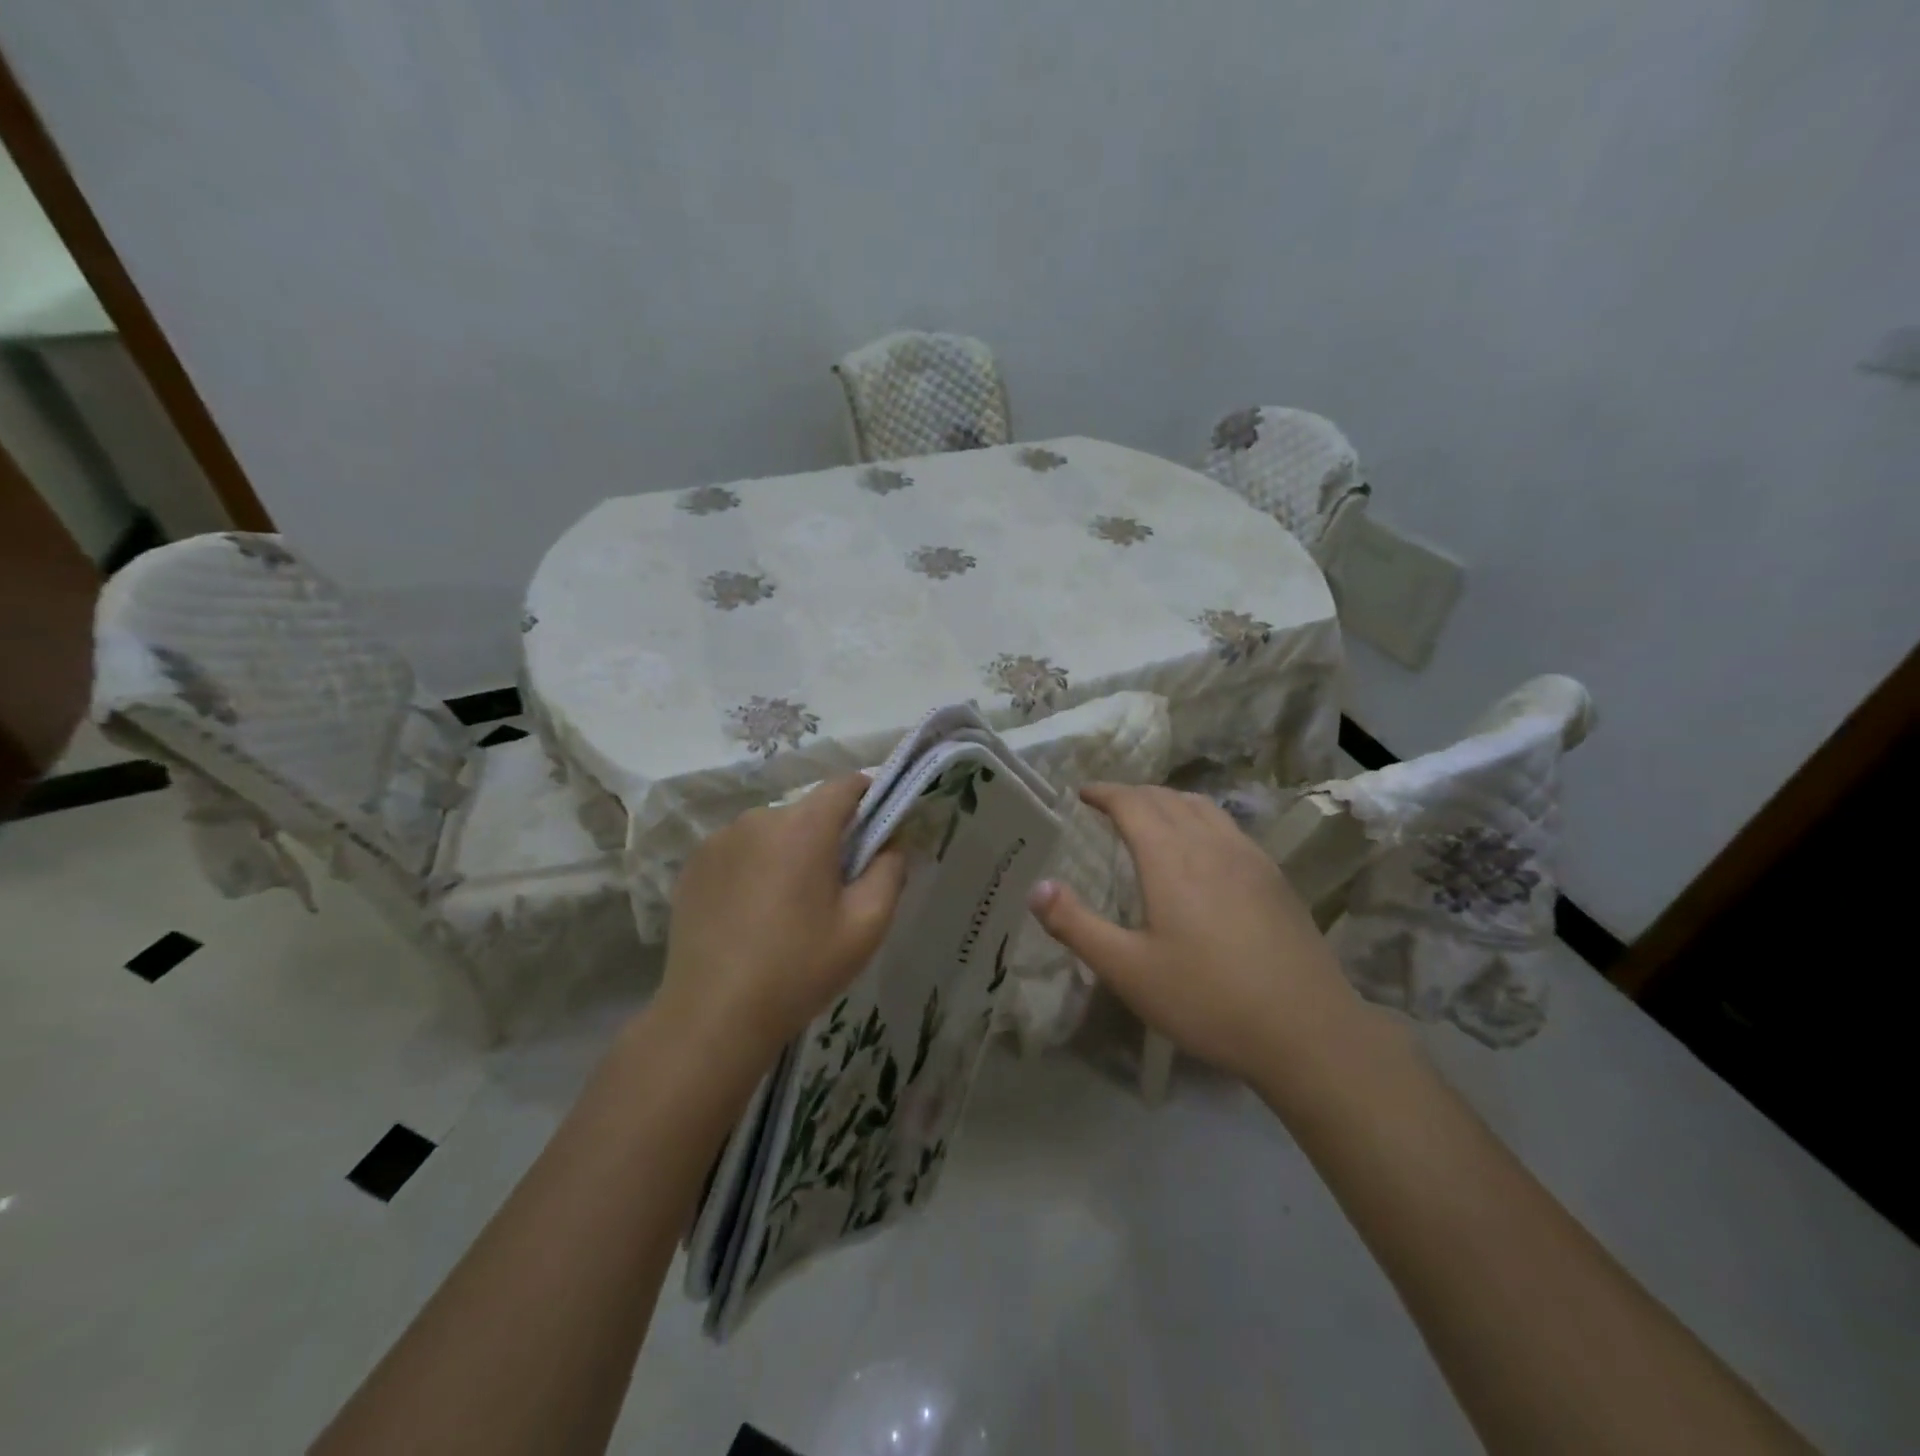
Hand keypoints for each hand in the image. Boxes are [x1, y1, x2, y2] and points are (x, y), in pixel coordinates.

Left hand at [659, 774, 906, 1065]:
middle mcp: (759, 818)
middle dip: (828, 837)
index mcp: (804, 826)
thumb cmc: (799, 968)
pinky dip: (754, 868)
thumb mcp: (866, 926)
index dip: (869, 798)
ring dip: (789, 852)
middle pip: (809, 811)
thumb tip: (892, 841)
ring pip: (773, 832)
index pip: (846, 784)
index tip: (878, 831)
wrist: (713, 1016)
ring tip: (788, 908)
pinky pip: (740, 851)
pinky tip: (752, 914)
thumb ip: (890, 871)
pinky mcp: (693, 864)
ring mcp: (719, 840)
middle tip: (834, 888)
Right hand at [1028, 783, 1356, 1083]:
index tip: (1082, 793)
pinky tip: (1202, 849)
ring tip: (1151, 817)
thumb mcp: (1127, 970)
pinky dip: (1200, 818)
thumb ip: (1076, 925)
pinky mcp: (1275, 878)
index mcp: (1170, 858)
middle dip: (1132, 794)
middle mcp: (1210, 844)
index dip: (1104, 792)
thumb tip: (1036, 887)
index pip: (1132, 803)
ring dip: (1168, 801)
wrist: (1307, 1031)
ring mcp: (1249, 858)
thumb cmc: (1207, 999)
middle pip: (1167, 798)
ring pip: (1202, 807)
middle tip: (1108, 806)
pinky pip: (1228, 827)